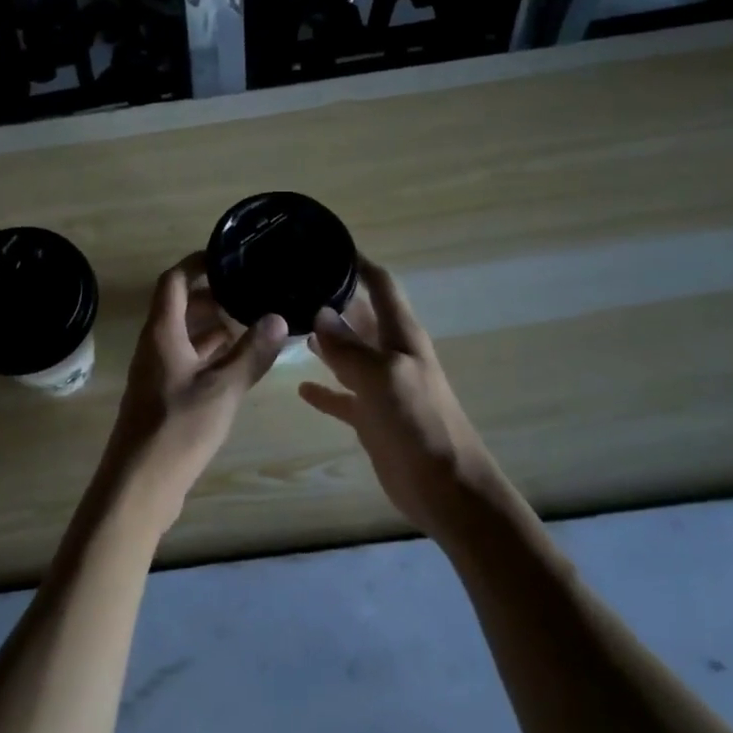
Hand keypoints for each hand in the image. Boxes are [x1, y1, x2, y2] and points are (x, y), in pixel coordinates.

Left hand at [100, 253, 287, 533]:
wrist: (139, 484)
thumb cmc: (178, 429)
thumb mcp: (223, 389)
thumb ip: (250, 353)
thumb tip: (277, 317)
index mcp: (162, 333)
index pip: (173, 281)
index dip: (197, 263)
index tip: (228, 256)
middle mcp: (156, 346)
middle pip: (180, 306)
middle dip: (212, 294)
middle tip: (250, 289)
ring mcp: (158, 372)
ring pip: (186, 335)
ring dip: (214, 325)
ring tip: (252, 318)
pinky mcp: (165, 395)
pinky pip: (189, 359)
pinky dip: (211, 353)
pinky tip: (239, 359)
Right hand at [298, 258, 497, 539]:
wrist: (446, 488)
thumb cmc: (419, 423)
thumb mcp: (382, 377)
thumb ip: (349, 347)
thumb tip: (320, 313)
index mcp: (401, 335)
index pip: (381, 285)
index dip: (358, 263)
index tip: (324, 245)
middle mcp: (391, 354)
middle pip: (360, 316)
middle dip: (332, 299)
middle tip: (290, 283)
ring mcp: (381, 386)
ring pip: (347, 353)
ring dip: (324, 340)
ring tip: (286, 323)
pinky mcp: (371, 417)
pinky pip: (342, 395)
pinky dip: (324, 390)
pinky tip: (300, 387)